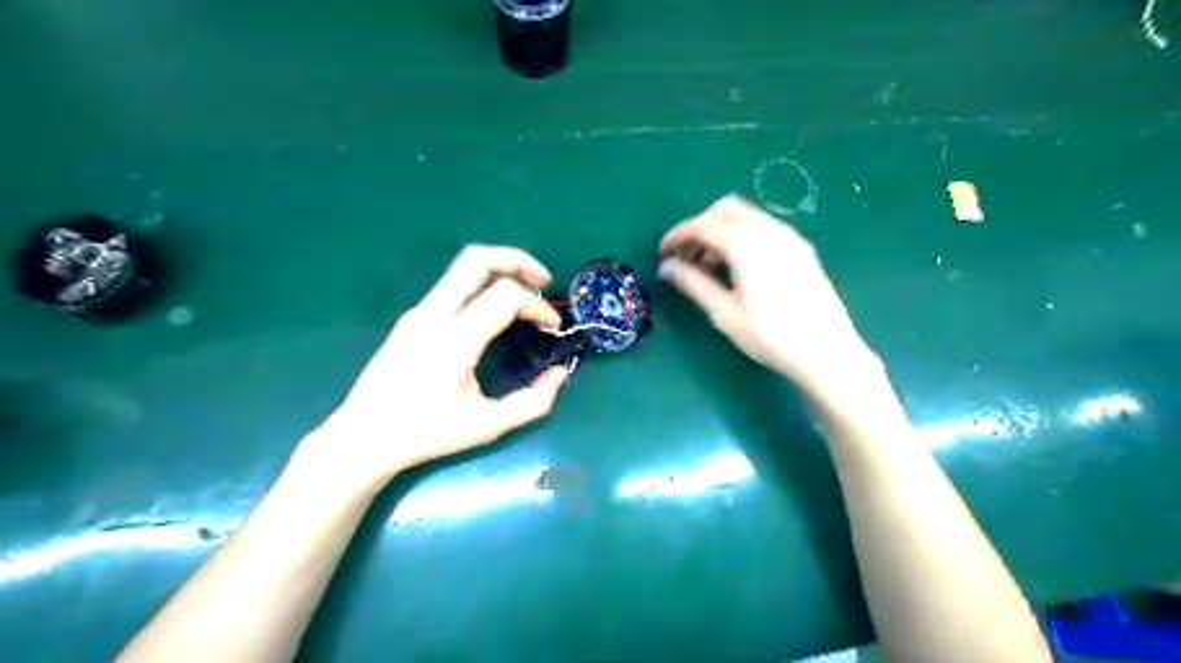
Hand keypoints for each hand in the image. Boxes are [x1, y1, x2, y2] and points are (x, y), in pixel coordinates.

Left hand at [304, 246, 567, 489]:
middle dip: (518, 261)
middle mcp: (433, 314)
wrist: (361, 438)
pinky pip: (452, 284)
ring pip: (462, 266)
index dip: (537, 308)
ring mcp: (418, 311)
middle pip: (477, 259)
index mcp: (453, 340)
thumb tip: (560, 375)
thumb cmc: (425, 434)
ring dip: (500, 268)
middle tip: (544, 282)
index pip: (504, 296)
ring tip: (525, 291)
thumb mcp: (487, 426)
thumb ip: (532, 402)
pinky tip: (495, 310)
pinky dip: (483, 284)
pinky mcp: (412, 317)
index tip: (552, 329)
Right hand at [660, 195, 879, 391]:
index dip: (678, 235)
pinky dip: (741, 235)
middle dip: (699, 227)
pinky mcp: (801, 248)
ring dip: (720, 230)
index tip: (663, 252)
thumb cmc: (771, 336)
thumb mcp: (725, 313)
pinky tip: (738, 266)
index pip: (703, 225)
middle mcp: (770, 231)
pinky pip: (763, 227)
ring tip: (708, 265)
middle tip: (686, 256)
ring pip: (745, 216)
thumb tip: (667, 267)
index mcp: (747, 246)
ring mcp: (789, 237)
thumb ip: (693, 283)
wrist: (826, 351)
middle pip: (724, 210)